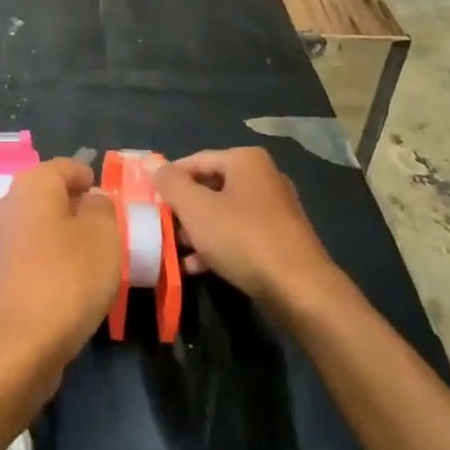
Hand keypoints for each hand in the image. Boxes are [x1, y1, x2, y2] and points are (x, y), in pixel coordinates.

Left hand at [0, 159, 121, 370]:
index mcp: (33, 184)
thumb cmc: (67, 277)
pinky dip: (53, 265)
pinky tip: (74, 288)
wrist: (17, 345)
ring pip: (42, 228)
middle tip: (110, 232)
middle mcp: (10, 205)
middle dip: (80, 210)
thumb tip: (91, 201)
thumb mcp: (104, 235)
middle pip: (51, 197)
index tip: (112, 201)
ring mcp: (0, 242)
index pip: (66, 166)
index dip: (90, 178)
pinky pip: (33, 258)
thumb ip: (102, 208)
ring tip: (97, 263)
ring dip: (67, 240)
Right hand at [154, 148, 339, 311]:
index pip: (196, 160)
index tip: (150, 199)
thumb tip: (153, 165)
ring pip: (224, 213)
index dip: (170, 179)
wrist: (300, 289)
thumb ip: (171, 184)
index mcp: (246, 160)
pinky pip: (240, 234)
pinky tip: (197, 266)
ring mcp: (275, 209)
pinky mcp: (280, 239)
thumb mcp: (196, 209)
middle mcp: (264, 177)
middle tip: (161, 225)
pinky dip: (218, 245)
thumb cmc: (243, 237)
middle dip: (184, 208)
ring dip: (198, 230)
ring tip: (175, 249)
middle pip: (210, 186)